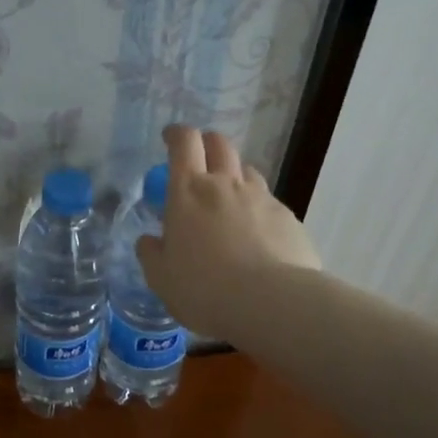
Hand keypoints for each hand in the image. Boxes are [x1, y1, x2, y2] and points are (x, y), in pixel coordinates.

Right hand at [135, 125, 321, 340]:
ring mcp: (261, 198)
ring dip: (235, 177)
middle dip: (207, 144)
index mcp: (188, 192)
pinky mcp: (288, 218)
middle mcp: (226, 185)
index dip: (176, 134)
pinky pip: (269, 204)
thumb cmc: (204, 288)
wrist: (271, 303)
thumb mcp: (161, 278)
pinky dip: (258, 211)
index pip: (183, 143)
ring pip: (247, 172)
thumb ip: (152, 254)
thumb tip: (149, 241)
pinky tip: (257, 238)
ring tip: (229, 202)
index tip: (171, 137)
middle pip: (219, 145)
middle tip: (200, 161)